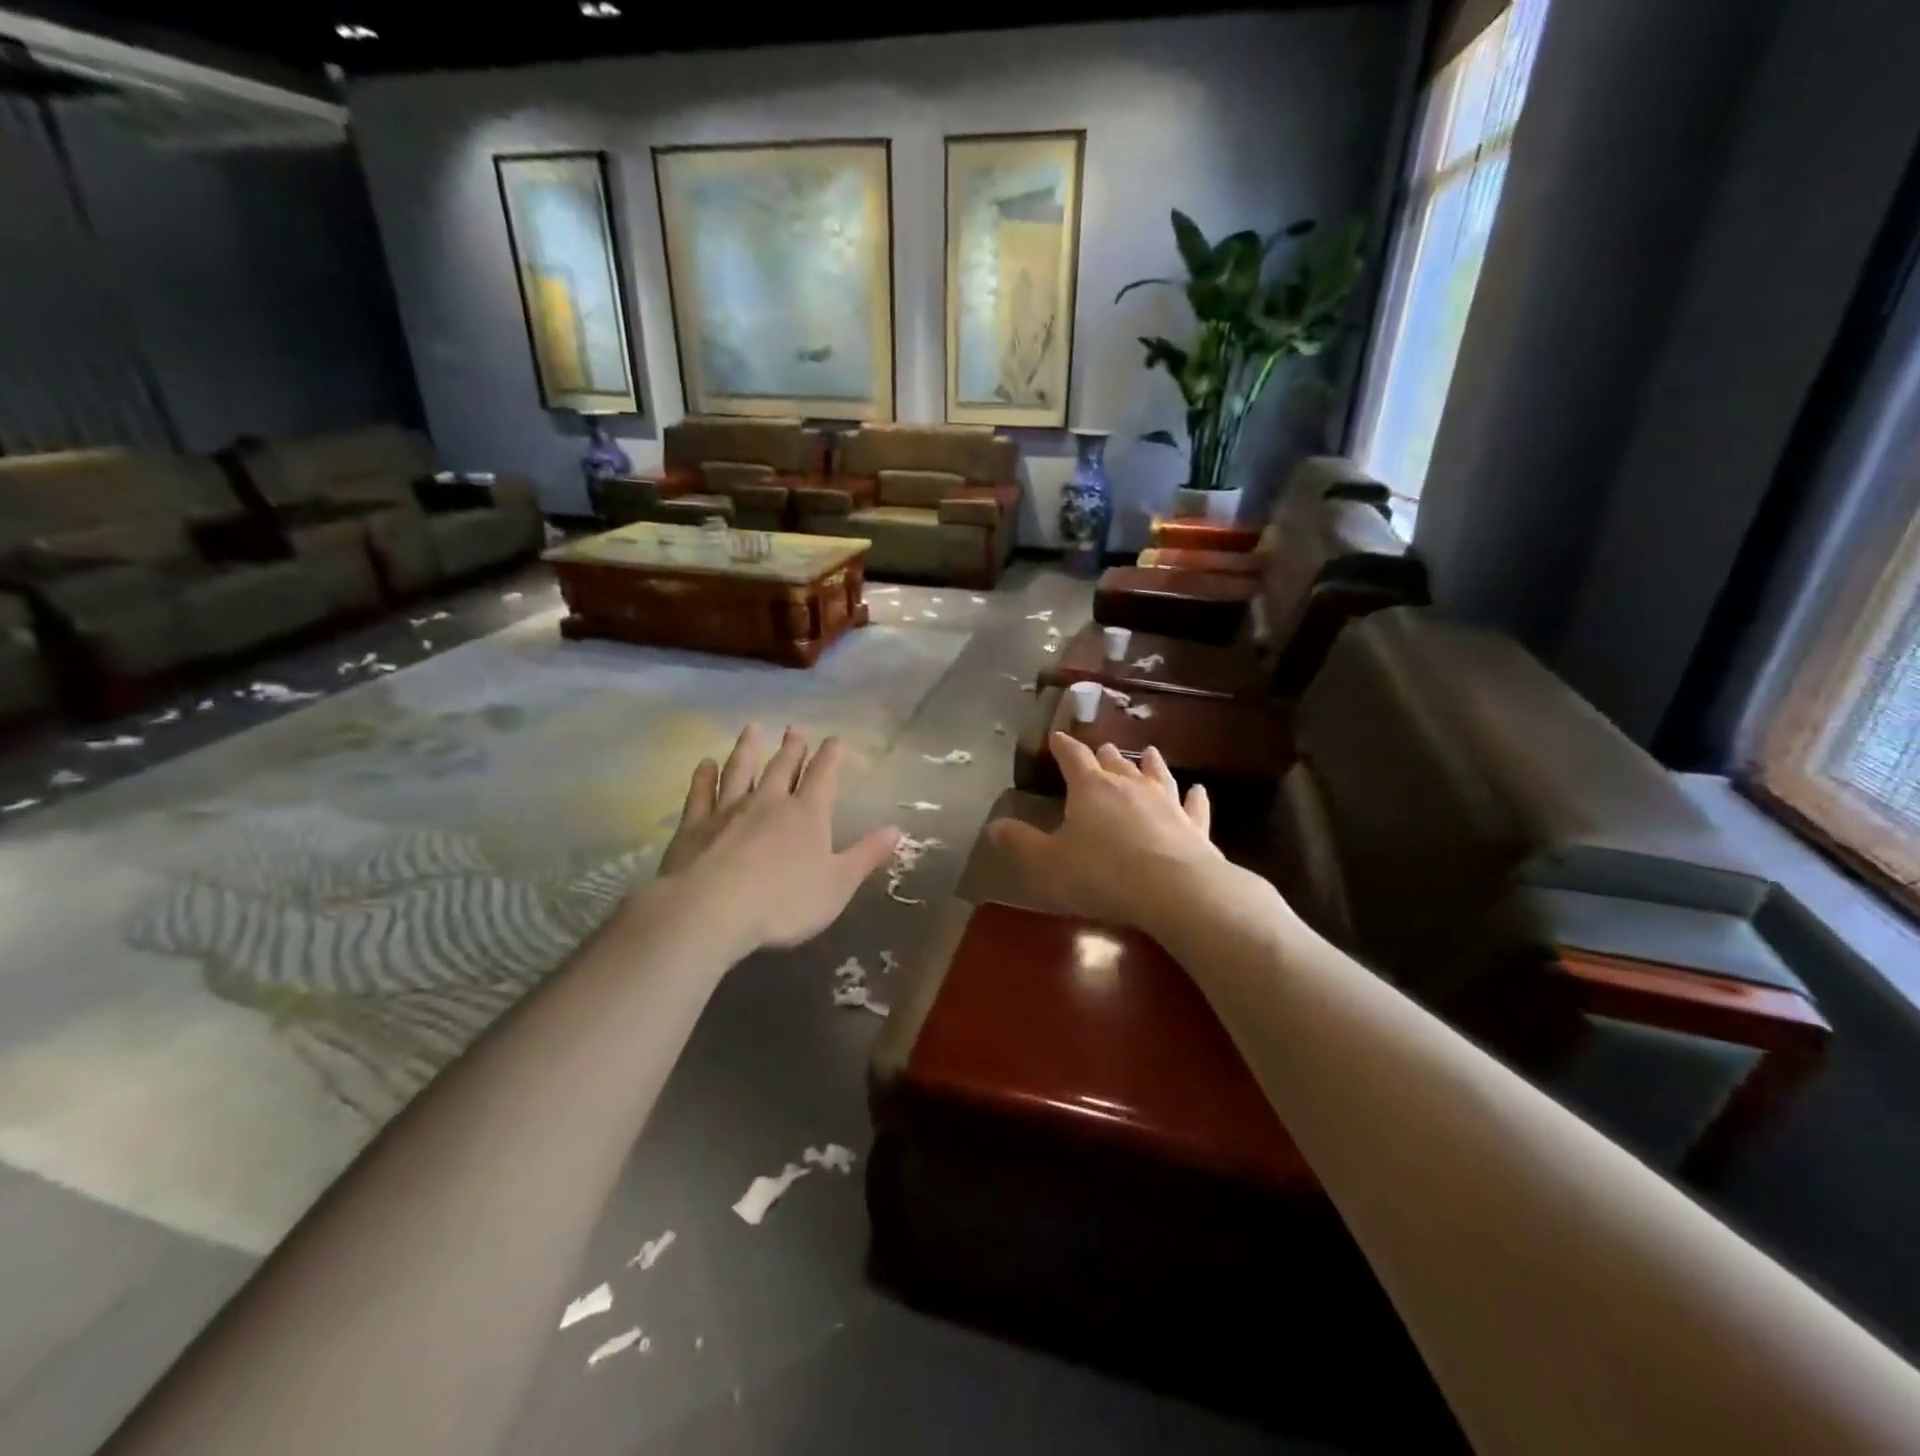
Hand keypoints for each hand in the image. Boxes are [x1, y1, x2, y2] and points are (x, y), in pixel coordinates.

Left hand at [653, 724, 899, 955]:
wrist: (710, 910)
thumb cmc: (784, 902)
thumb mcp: (838, 885)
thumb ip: (866, 855)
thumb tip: (897, 829)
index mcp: (807, 814)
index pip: (823, 775)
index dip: (831, 755)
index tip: (835, 738)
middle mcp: (769, 802)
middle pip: (782, 766)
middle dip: (792, 747)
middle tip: (794, 728)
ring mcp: (728, 810)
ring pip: (740, 770)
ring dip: (747, 749)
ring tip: (750, 730)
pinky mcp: (695, 826)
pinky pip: (700, 793)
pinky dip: (703, 776)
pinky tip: (705, 764)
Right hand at [986, 734, 1232, 932]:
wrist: (1173, 890)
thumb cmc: (1101, 874)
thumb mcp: (1047, 864)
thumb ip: (1020, 843)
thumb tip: (993, 826)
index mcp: (1090, 788)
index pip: (1073, 758)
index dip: (1063, 747)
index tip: (1056, 737)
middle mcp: (1129, 786)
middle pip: (1115, 763)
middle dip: (1105, 755)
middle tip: (1101, 749)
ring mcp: (1165, 802)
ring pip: (1156, 775)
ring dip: (1150, 764)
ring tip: (1149, 752)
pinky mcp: (1193, 825)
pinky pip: (1193, 805)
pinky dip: (1194, 796)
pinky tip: (1198, 790)